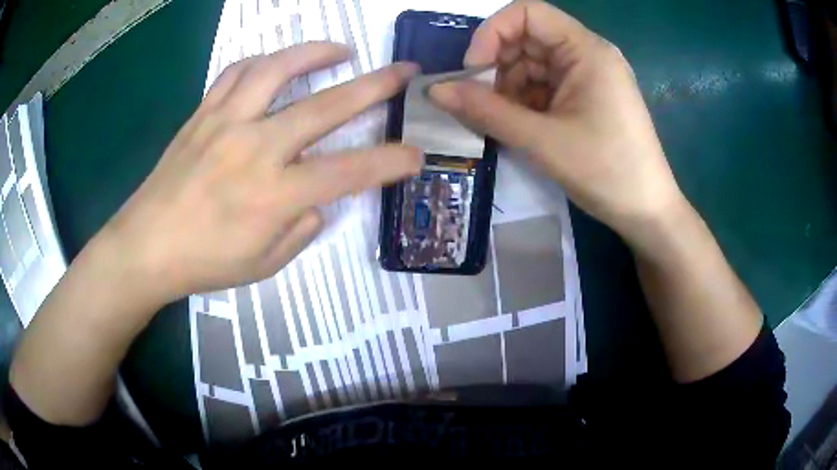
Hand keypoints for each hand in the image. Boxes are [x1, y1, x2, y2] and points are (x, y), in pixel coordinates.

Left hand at [96, 42, 421, 303]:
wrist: (145, 246)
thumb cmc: (203, 262)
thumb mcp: (263, 265)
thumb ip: (301, 230)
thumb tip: (319, 202)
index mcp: (274, 195)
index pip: (349, 172)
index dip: (390, 162)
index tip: (416, 154)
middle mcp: (255, 148)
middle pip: (326, 105)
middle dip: (376, 85)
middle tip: (404, 71)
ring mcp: (226, 123)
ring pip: (277, 69)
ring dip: (316, 53)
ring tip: (341, 49)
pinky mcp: (203, 114)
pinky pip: (237, 73)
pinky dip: (263, 62)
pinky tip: (276, 64)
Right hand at [430, 1, 686, 243]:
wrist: (647, 212)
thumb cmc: (606, 172)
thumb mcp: (542, 140)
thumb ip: (485, 111)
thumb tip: (435, 90)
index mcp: (586, 50)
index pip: (527, 13)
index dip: (492, 33)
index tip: (472, 70)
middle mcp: (588, 54)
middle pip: (528, 38)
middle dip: (497, 66)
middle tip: (479, 103)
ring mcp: (589, 76)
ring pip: (533, 64)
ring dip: (508, 87)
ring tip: (499, 121)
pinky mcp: (587, 97)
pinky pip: (545, 85)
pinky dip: (525, 101)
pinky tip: (519, 126)